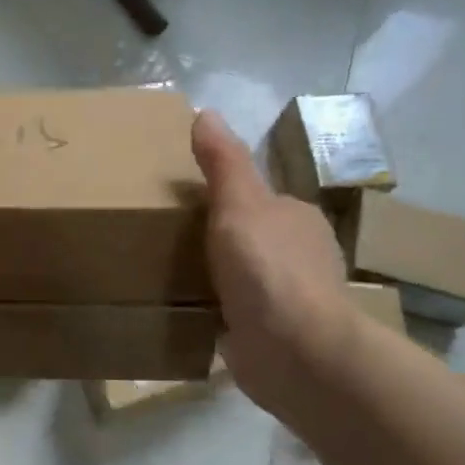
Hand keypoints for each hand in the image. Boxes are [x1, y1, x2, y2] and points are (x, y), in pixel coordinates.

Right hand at [191, 110, 354, 415]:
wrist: (295, 352)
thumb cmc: (268, 268)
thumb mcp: (239, 204)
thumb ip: (223, 162)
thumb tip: (206, 112)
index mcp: (297, 220)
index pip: (258, 200)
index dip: (224, 199)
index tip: (182, 204)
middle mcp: (300, 257)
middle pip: (250, 238)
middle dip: (217, 239)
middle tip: (165, 239)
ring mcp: (289, 301)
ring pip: (244, 278)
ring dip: (216, 277)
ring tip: (166, 275)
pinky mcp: (273, 337)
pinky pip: (236, 315)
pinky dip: (216, 312)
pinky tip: (187, 312)